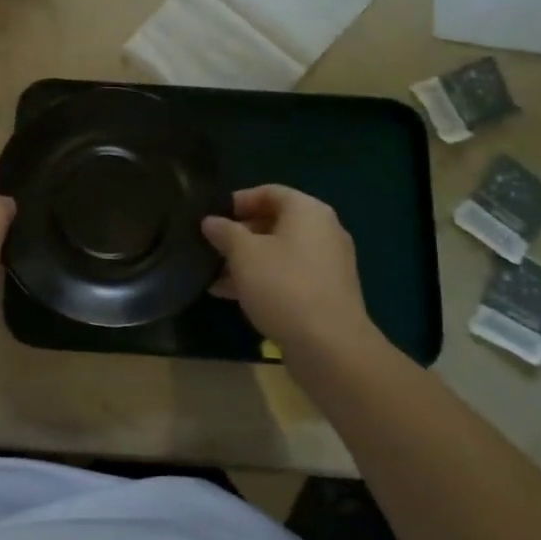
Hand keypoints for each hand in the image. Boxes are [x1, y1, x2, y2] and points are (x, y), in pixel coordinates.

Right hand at [201, 186, 378, 359]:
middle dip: (239, 234)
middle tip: (210, 246)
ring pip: (279, 252)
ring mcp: (327, 264)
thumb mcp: (244, 254)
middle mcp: (323, 231)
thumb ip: (224, 232)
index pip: (268, 192)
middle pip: (274, 222)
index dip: (237, 201)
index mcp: (308, 211)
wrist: (330, 347)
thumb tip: (210, 221)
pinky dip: (262, 279)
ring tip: (213, 274)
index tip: (211, 217)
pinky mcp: (325, 293)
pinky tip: (231, 295)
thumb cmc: (284, 286)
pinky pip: (288, 275)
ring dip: (246, 260)